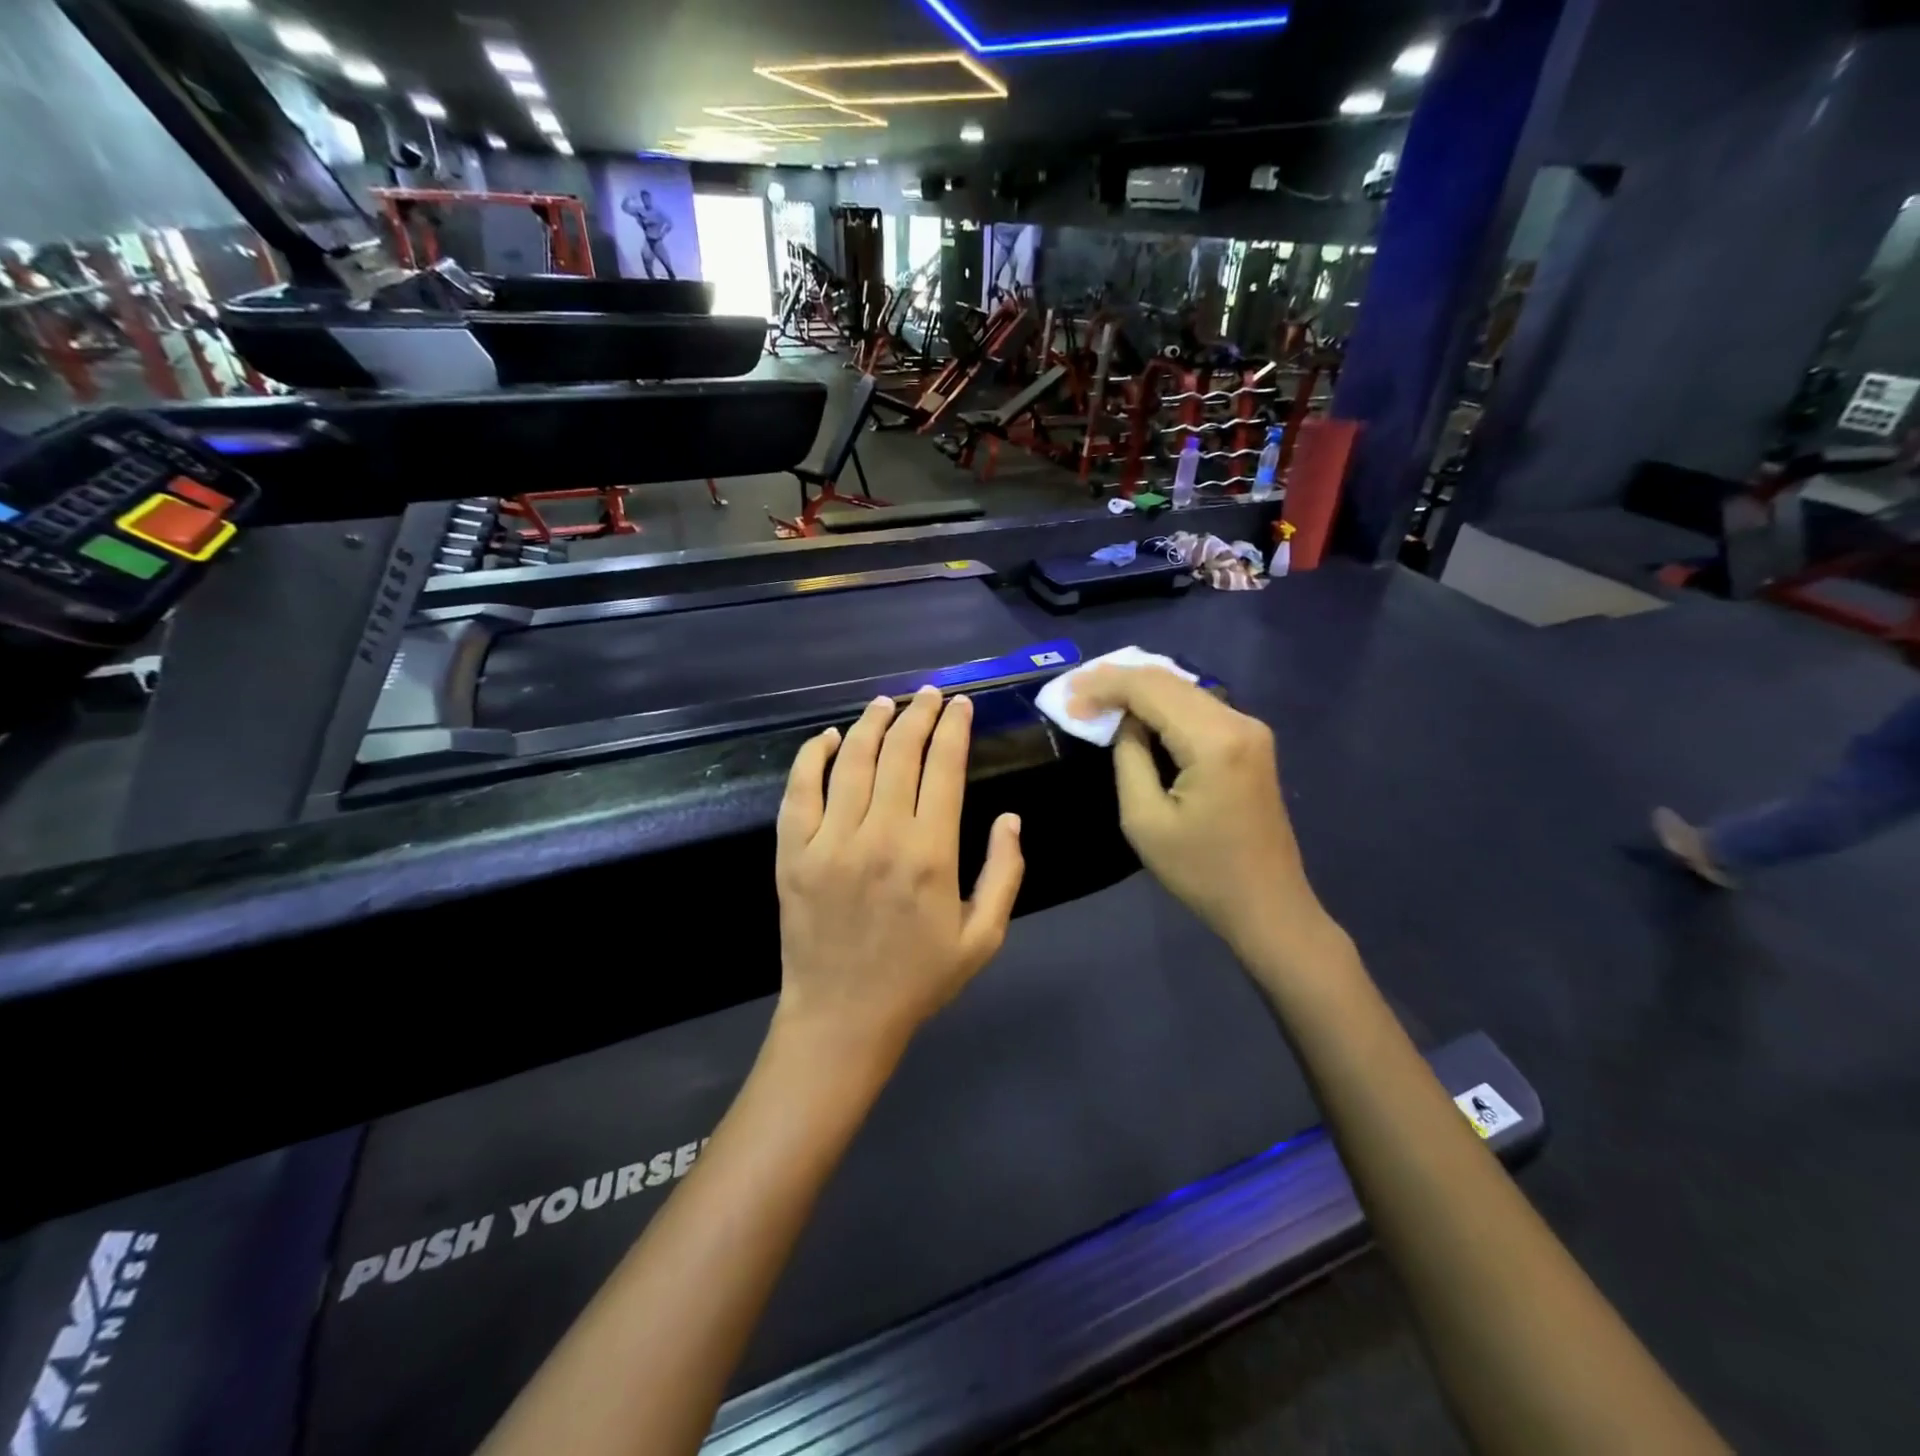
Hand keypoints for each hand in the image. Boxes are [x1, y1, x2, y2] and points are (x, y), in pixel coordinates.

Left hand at [774, 687, 1025, 1065]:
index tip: (961, 706)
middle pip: (900, 753)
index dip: (954, 729)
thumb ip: (1005, 874)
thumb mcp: (983, 938)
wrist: (842, 1018)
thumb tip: (1011, 818)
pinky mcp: (792, 853)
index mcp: (930, 854)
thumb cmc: (918, 979)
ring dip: (872, 723)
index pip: (944, 768)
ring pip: (852, 760)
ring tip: (887, 702)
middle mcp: (880, 836)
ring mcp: (829, 842)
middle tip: (929, 695)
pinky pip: (799, 790)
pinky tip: (828, 737)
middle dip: (919, 714)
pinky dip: (812, 756)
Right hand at [1069, 666, 1336, 969]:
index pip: (1149, 689)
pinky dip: (1162, 703)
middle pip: (1168, 680)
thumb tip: (1123, 722)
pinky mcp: (1250, 740)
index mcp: (1213, 740)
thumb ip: (1129, 757)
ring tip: (1096, 694)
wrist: (1266, 903)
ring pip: (1183, 688)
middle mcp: (1238, 720)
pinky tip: (1134, 709)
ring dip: (1139, 688)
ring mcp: (1250, 728)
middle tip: (1075, 690)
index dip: (1104, 686)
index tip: (1066, 696)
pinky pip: (1198, 706)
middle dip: (1118, 680)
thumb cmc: (1200, 871)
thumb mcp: (1144, 819)